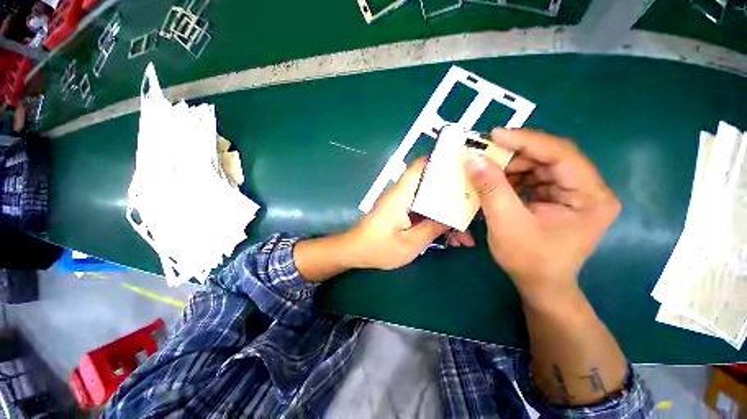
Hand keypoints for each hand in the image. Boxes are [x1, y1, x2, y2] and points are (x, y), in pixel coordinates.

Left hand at [344, 158, 472, 269]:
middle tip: (475, 206)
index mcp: (402, 194)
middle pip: (431, 184)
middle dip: (454, 195)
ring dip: (446, 213)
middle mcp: (402, 193)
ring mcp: (402, 203)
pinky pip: (423, 211)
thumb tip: (453, 217)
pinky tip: (449, 237)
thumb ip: (433, 228)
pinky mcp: (401, 212)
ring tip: (464, 234)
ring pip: (430, 200)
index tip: (465, 167)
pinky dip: (436, 220)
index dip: (442, 161)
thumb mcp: (410, 243)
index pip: (421, 165)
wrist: (355, 252)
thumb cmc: (379, 248)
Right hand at [465, 129, 620, 305]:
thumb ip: (491, 188)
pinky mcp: (558, 198)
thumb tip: (472, 159)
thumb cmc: (529, 259)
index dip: (526, 141)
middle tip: (484, 154)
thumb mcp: (506, 222)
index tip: (494, 135)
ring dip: (510, 166)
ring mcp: (573, 193)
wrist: (540, 284)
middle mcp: (588, 189)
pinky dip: (512, 177)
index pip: (561, 154)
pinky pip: (534, 178)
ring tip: (486, 171)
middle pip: (550, 157)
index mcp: (590, 196)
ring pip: (539, 166)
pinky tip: (495, 182)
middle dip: (514, 155)